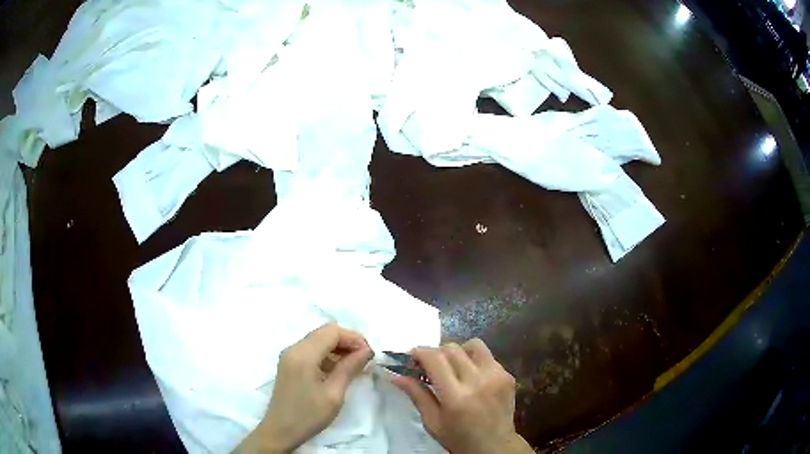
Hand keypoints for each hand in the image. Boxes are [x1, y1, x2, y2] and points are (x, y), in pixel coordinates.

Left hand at [237, 323, 371, 453]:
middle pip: (324, 333)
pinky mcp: (289, 364)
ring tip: (355, 365)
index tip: (370, 353)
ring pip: (318, 340)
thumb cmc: (308, 415)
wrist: (280, 431)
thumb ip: (349, 368)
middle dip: (347, 341)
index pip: (332, 331)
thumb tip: (366, 351)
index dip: (353, 338)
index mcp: (303, 354)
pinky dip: (327, 355)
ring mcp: (289, 356)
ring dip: (338, 348)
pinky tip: (339, 370)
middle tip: (365, 359)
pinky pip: (311, 350)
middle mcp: (294, 349)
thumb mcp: (334, 394)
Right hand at [392, 339, 532, 453]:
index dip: (420, 352)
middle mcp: (478, 381)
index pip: (435, 359)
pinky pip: (487, 357)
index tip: (411, 355)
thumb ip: (417, 395)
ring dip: (458, 352)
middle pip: (452, 349)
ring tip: (452, 367)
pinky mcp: (507, 375)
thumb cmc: (459, 438)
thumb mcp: (432, 422)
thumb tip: (396, 375)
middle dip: (435, 352)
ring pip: (473, 345)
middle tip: (428, 365)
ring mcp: (497, 376)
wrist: (495, 446)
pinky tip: (470, 377)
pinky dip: (474, 361)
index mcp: (456, 396)